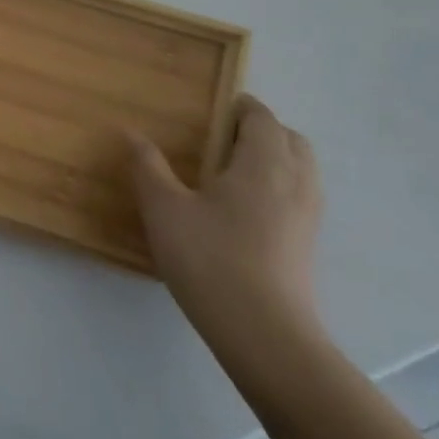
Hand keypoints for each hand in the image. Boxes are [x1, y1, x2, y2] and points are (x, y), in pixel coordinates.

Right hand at [130, 95, 323, 344]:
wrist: (263, 333)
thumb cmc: (210, 259)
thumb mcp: (164, 208)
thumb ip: (148, 166)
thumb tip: (131, 132)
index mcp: (262, 163)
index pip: (261, 117)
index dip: (240, 106)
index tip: (211, 108)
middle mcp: (294, 181)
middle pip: (289, 138)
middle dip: (260, 129)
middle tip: (220, 137)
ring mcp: (307, 215)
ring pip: (299, 168)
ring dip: (273, 157)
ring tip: (229, 170)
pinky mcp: (307, 243)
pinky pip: (299, 194)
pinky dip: (277, 184)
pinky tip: (243, 208)